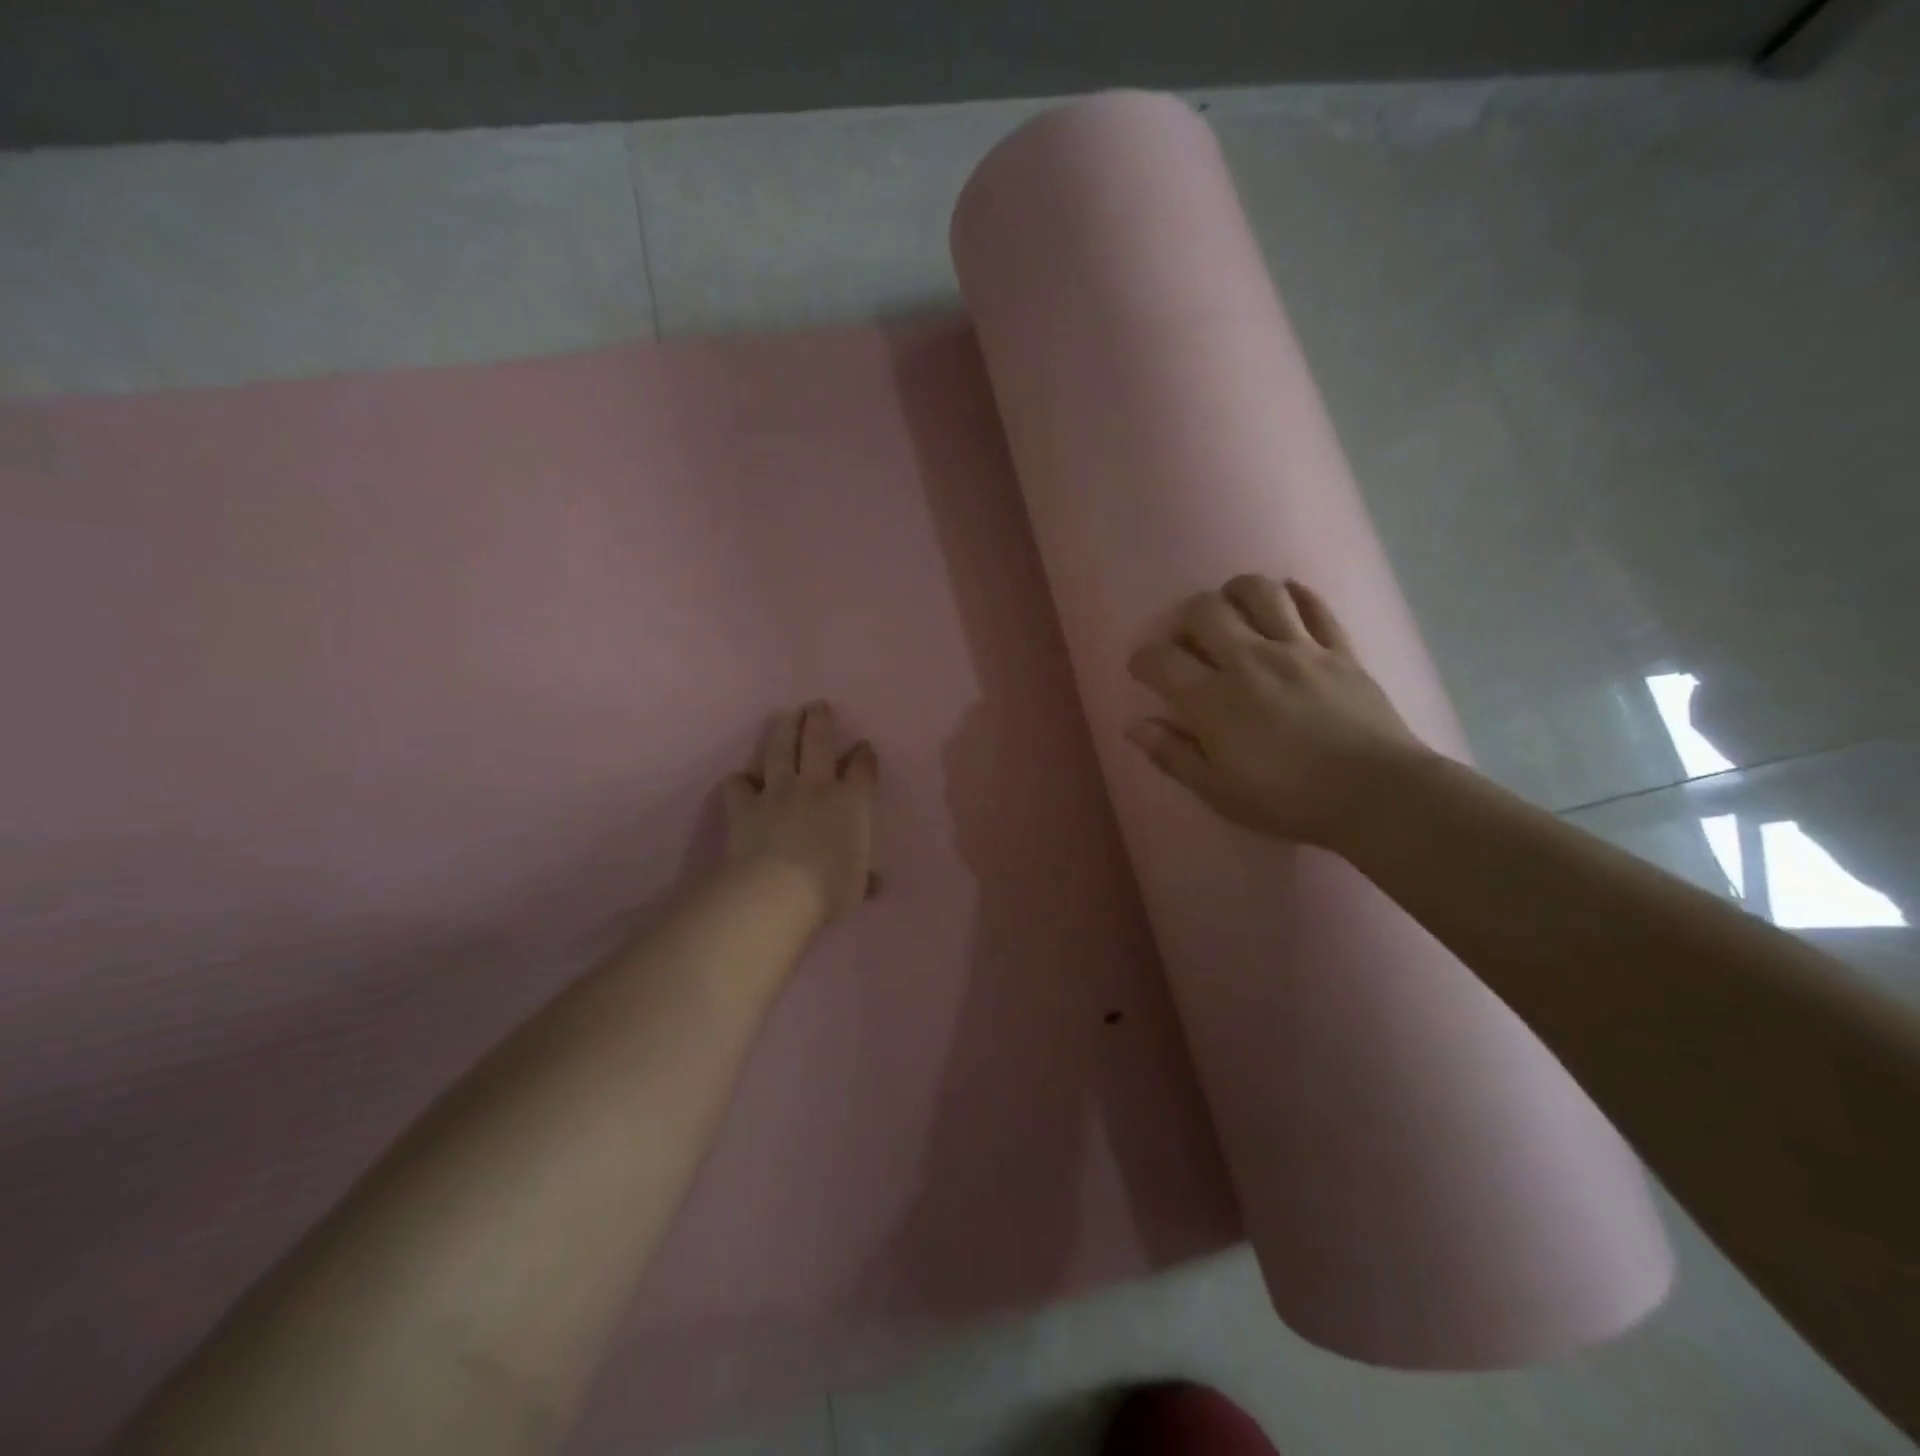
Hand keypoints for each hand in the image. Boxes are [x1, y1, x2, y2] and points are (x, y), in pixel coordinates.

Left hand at [722, 701, 878, 924]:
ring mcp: (777, 791)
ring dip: (783, 729)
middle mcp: (816, 786)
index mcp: (851, 802)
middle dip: (820, 720)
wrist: (777, 891)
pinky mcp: (745, 805)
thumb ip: (864, 878)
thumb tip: (875, 883)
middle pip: (818, 741)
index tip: (862, 746)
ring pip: (780, 750)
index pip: (861, 768)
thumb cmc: (829, 889)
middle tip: (818, 705)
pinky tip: (741, 781)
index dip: (863, 755)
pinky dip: (740, 781)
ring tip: (785, 716)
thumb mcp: (856, 887)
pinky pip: (738, 784)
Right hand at [1126, 574, 1427, 846]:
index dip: (1143, 659)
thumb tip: (1134, 726)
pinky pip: (1315, 605)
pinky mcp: (1339, 649)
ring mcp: (1298, 649)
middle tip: (1189, 641)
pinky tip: (1286, 602)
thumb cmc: (1288, 799)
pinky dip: (1295, 595)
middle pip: (1205, 610)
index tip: (1143, 670)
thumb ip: (1173, 754)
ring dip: (1237, 593)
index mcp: (1213, 700)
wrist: (1376, 795)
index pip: (1161, 659)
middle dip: (1185, 618)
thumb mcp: (1218, 791)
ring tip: (1234, 612)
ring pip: (1259, 592)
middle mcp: (1249, 660)